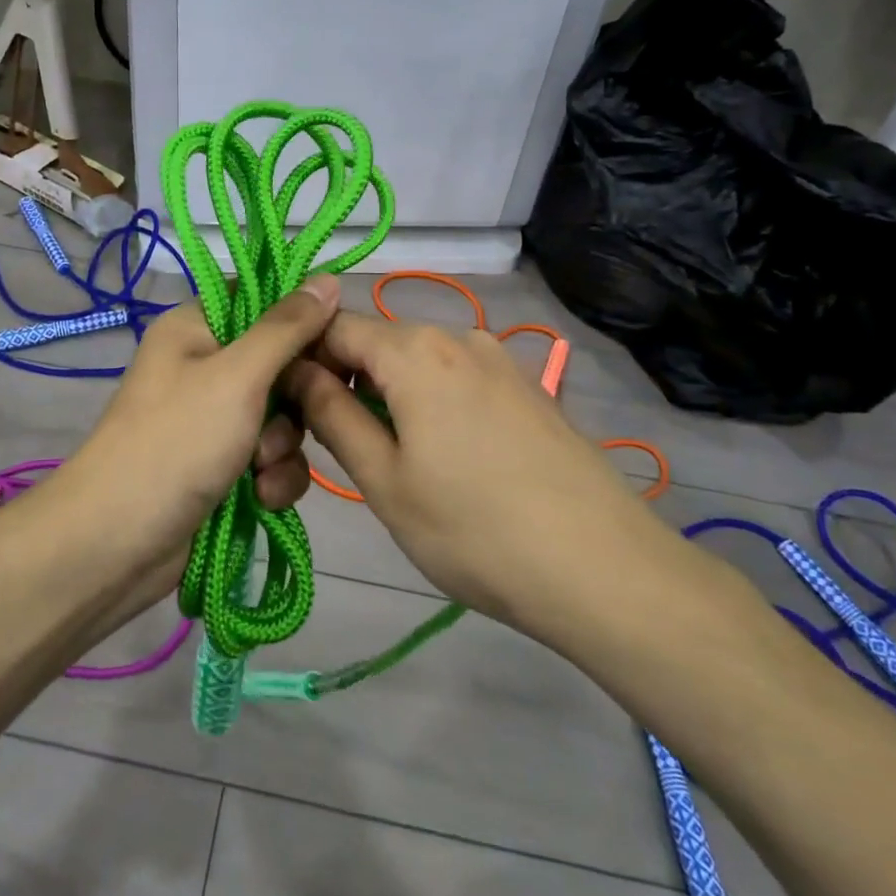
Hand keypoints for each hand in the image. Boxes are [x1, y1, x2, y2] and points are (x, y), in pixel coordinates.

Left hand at [55, 275, 341, 599]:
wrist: (117, 546)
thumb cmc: (177, 443)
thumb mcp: (237, 376)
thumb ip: (287, 328)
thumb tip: (328, 279)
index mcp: (195, 328)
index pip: (261, 301)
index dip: (301, 318)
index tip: (334, 341)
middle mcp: (204, 367)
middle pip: (279, 362)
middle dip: (294, 398)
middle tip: (300, 415)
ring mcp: (212, 419)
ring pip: (281, 415)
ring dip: (283, 445)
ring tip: (261, 468)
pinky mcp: (222, 466)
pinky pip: (270, 457)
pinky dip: (273, 476)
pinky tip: (263, 497)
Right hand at [283, 314, 660, 638]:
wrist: (603, 568)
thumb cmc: (475, 530)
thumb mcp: (385, 481)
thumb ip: (332, 416)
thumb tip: (297, 372)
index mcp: (414, 350)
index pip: (334, 328)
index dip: (304, 362)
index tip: (293, 411)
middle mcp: (457, 336)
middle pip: (378, 342)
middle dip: (348, 381)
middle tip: (342, 447)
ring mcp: (499, 358)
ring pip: (418, 362)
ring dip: (391, 395)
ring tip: (397, 460)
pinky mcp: (527, 386)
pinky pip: (458, 378)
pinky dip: (433, 402)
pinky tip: (450, 459)